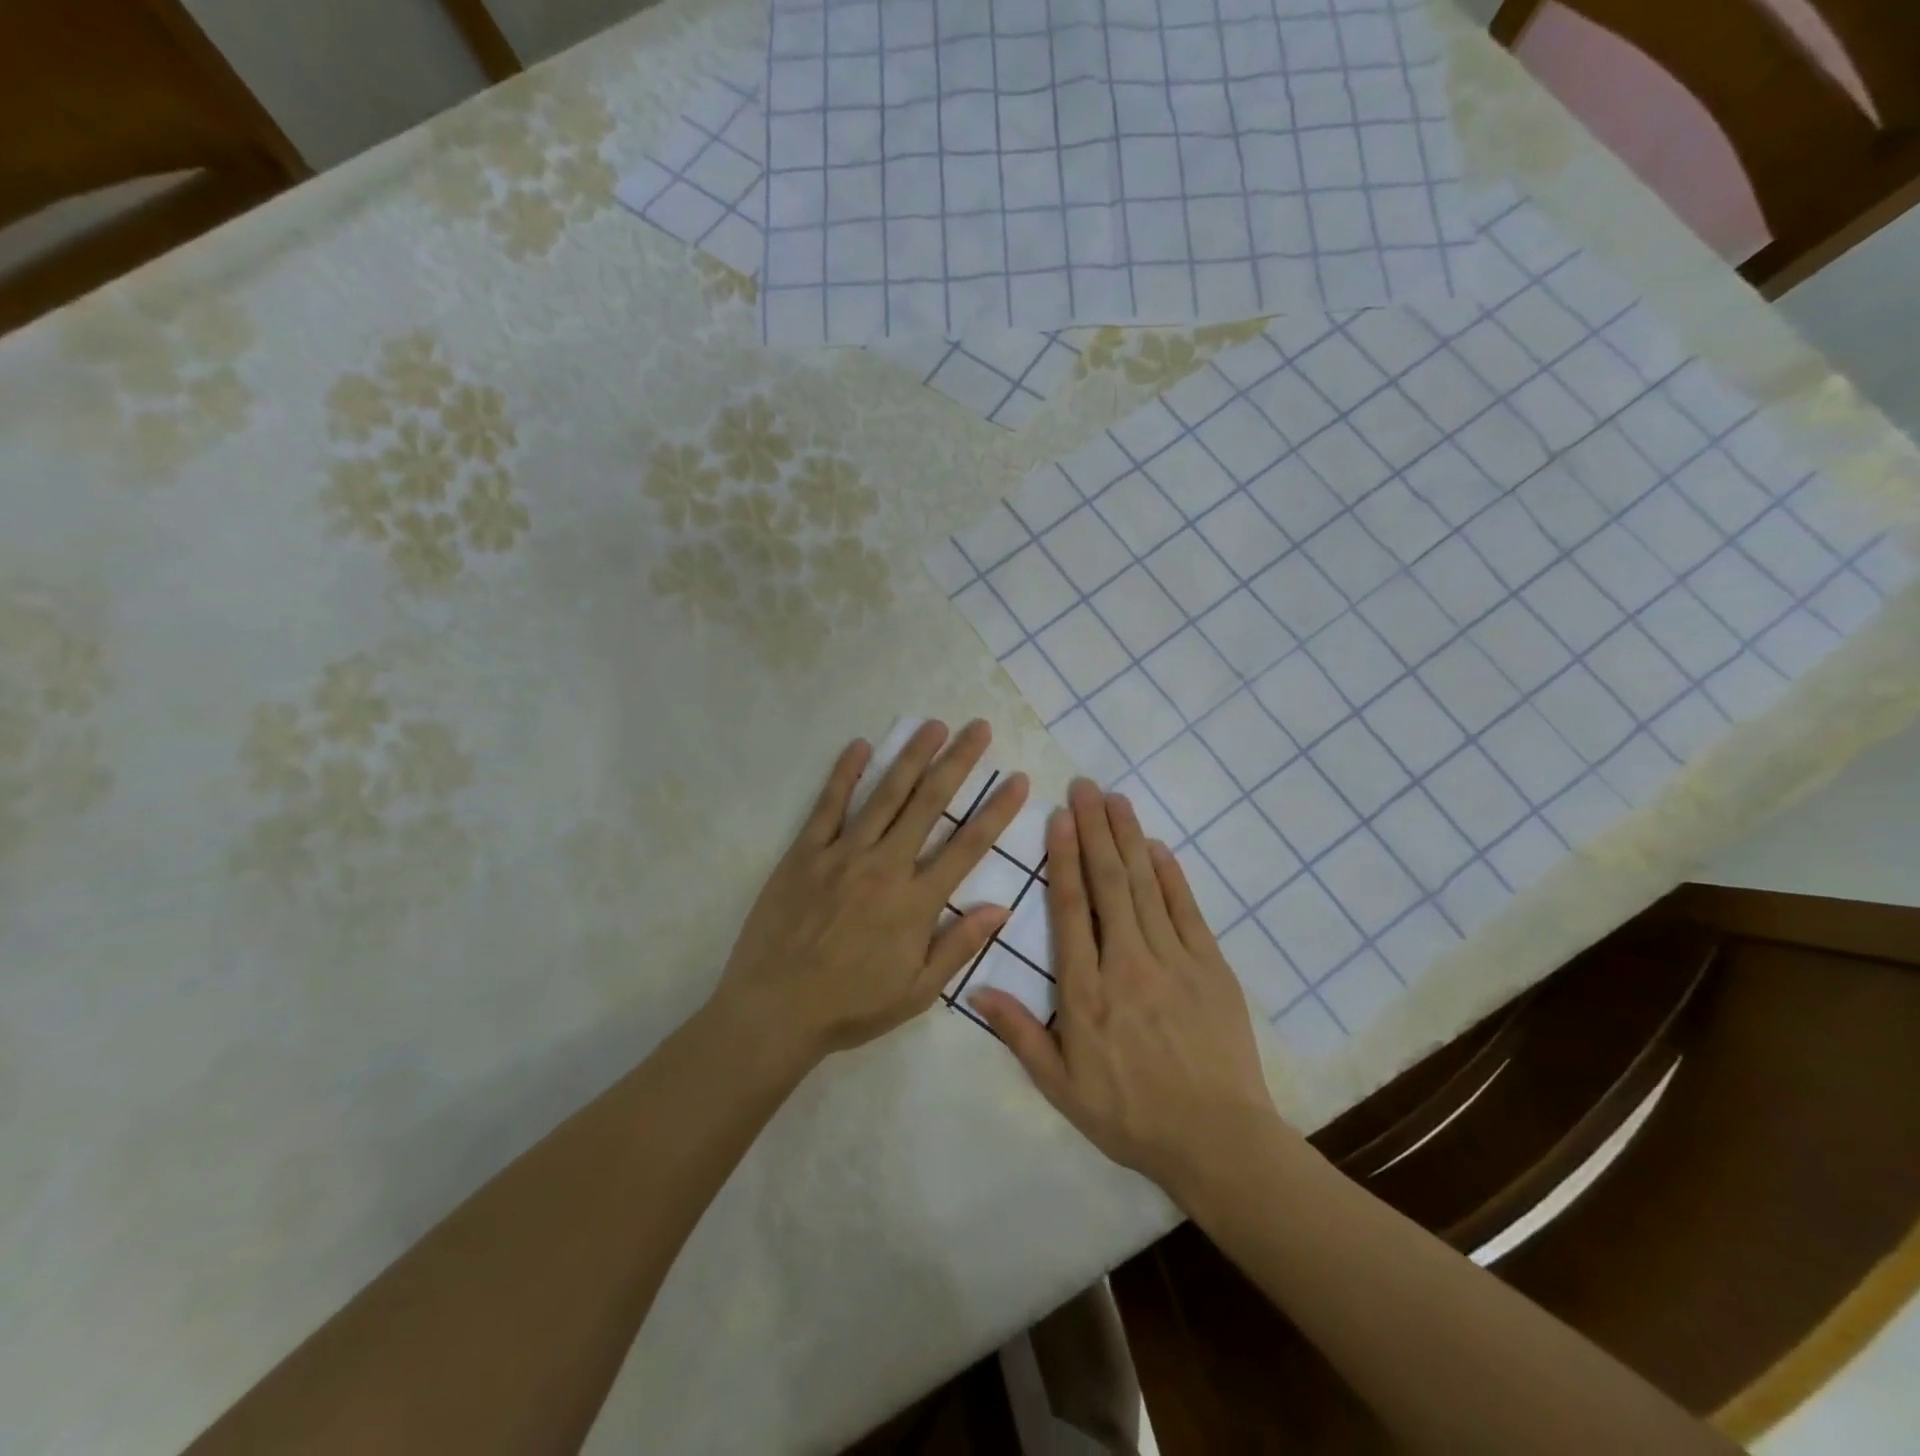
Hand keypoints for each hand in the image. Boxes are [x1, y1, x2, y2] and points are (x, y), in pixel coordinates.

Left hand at [714, 720, 1028, 1068]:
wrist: (774, 1011)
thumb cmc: (850, 1006)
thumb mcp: (916, 992)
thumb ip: (958, 946)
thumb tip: (1000, 909)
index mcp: (915, 903)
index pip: (967, 846)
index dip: (996, 810)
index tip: (1017, 780)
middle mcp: (884, 867)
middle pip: (928, 804)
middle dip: (957, 762)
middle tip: (978, 728)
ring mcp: (842, 855)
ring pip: (884, 795)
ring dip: (911, 757)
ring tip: (933, 725)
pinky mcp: (804, 853)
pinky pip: (828, 805)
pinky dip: (844, 773)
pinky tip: (861, 745)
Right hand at [971, 779, 1288, 1202]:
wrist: (1217, 1140)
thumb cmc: (1131, 1116)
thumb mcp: (1062, 1087)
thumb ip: (1020, 1034)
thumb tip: (977, 990)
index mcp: (1086, 992)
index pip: (1070, 910)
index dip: (1063, 859)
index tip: (1059, 818)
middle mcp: (1126, 963)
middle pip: (1109, 883)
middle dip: (1095, 830)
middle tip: (1086, 787)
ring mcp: (1173, 961)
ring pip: (1146, 886)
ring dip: (1129, 839)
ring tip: (1117, 799)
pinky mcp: (1210, 967)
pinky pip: (1186, 910)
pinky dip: (1172, 875)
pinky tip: (1158, 847)